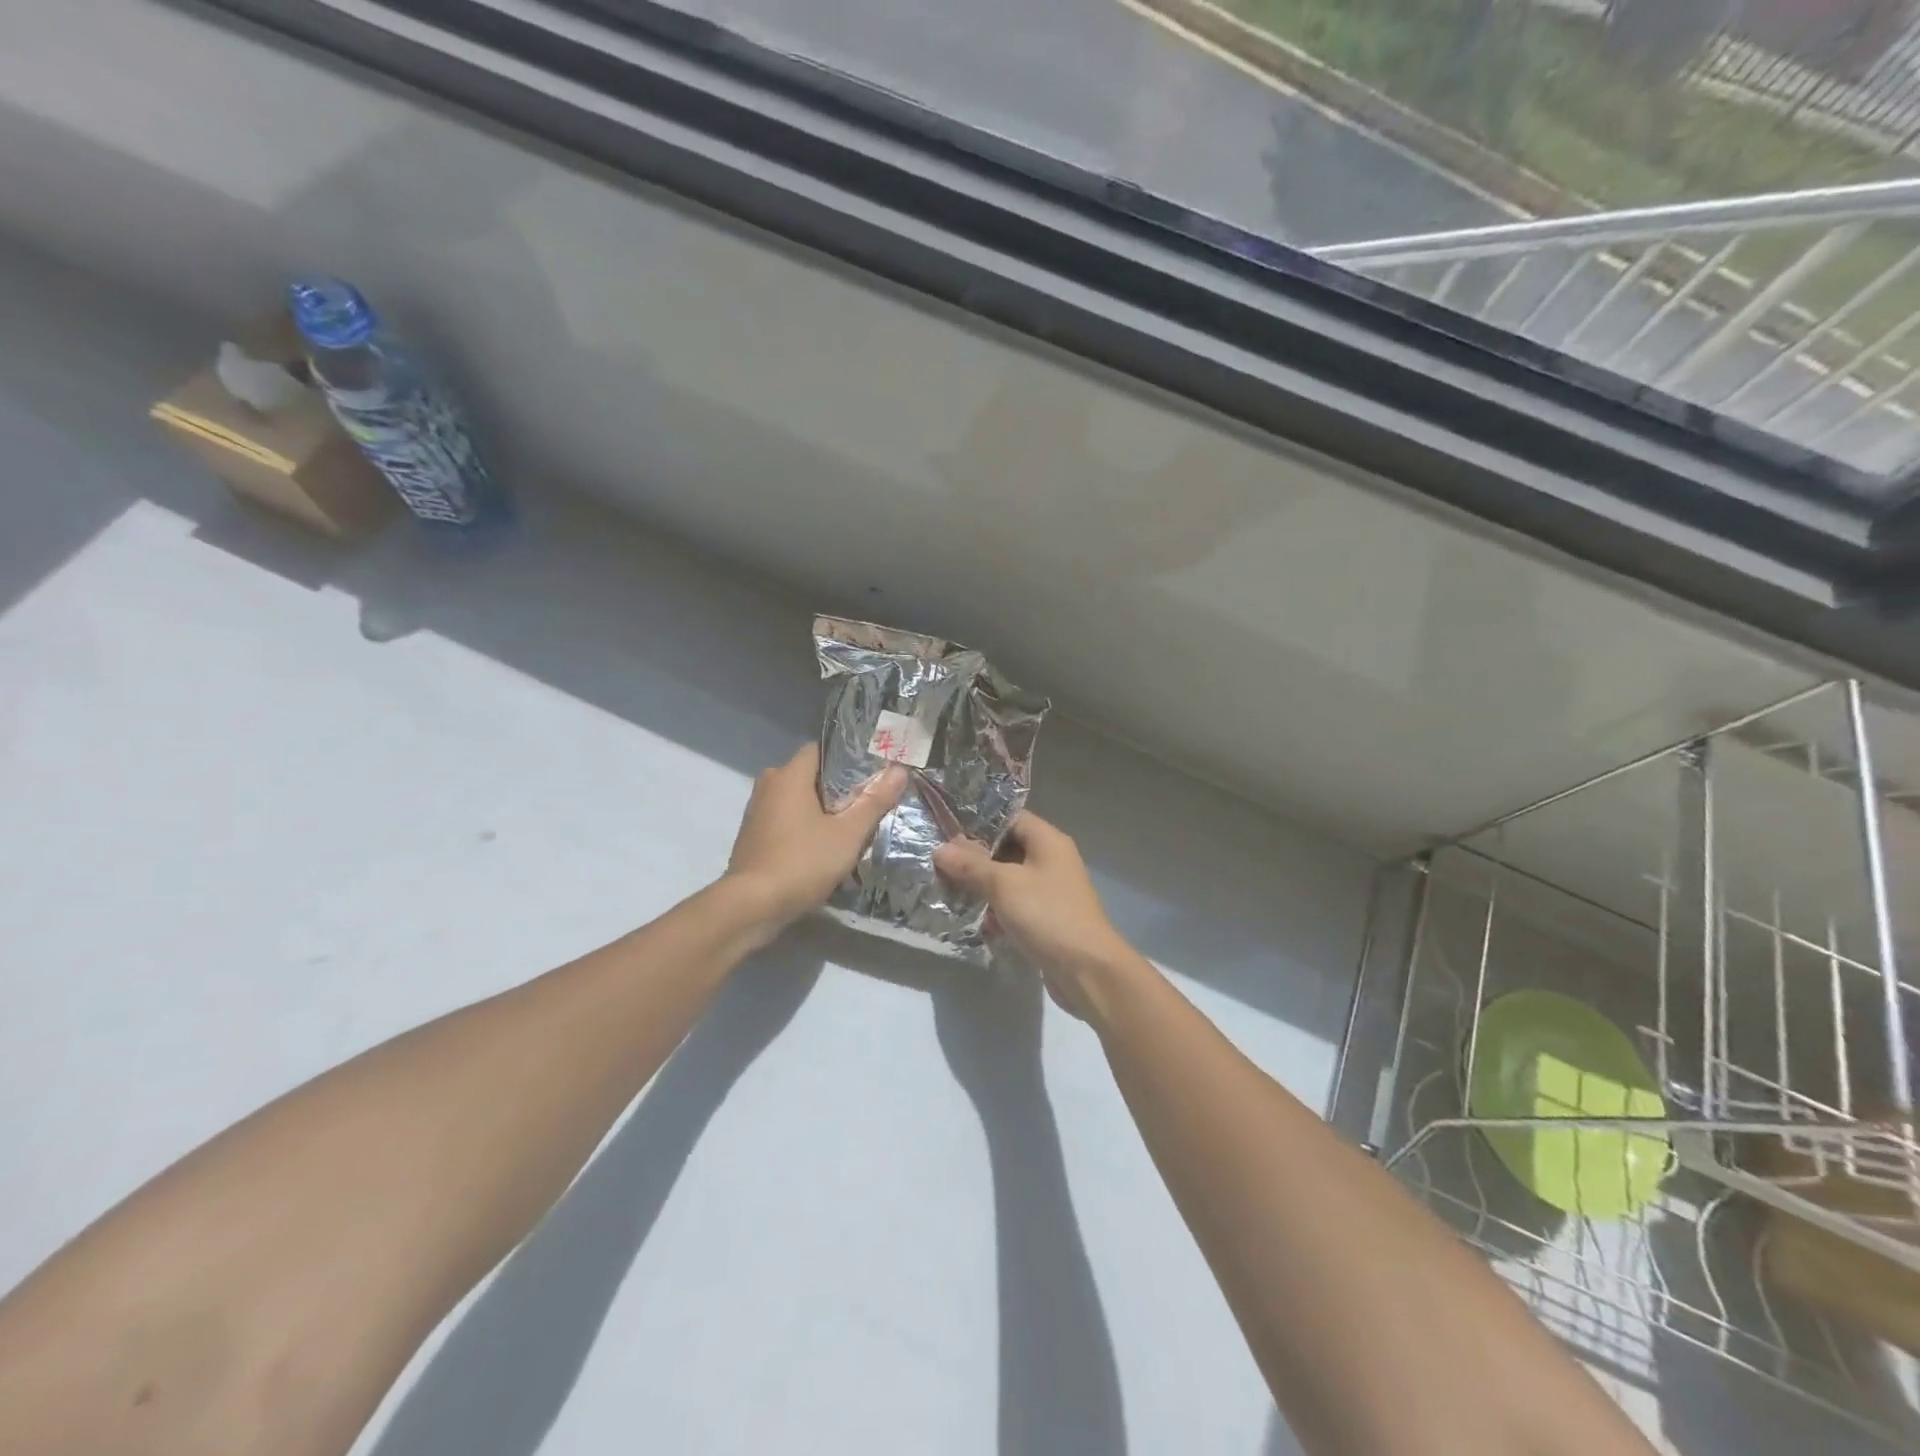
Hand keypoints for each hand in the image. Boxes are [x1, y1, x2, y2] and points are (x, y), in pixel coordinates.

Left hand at [725, 744, 905, 932]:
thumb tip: (899, 770)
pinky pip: (785, 820)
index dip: (846, 759)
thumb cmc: (802, 862)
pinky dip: (803, 827)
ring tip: (850, 828)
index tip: (871, 774)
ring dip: (820, 811)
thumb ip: (873, 801)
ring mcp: (756, 811)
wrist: (752, 907)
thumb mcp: (847, 834)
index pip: (819, 750)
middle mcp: (768, 785)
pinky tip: (822, 847)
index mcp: (788, 775)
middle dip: (837, 788)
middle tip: (866, 804)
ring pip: (797, 800)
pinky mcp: (752, 836)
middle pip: (809, 776)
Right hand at [934, 812, 1145, 1021]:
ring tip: (947, 887)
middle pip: (1007, 847)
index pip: (1010, 817)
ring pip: (1009, 878)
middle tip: (938, 861)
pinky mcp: (1047, 918)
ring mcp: (1050, 890)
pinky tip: (972, 918)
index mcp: (1048, 841)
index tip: (945, 828)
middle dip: (974, 856)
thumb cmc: (1047, 915)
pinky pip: (1015, 904)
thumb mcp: (1004, 884)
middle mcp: (1052, 860)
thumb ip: (971, 865)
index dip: (978, 821)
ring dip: (982, 884)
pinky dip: (995, 909)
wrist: (1087, 970)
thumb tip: (940, 848)